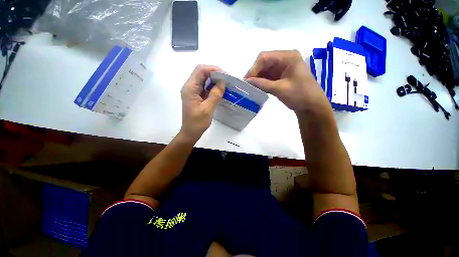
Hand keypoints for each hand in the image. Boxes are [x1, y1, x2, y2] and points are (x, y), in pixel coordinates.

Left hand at [180, 65, 224, 140]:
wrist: (191, 132)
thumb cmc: (197, 122)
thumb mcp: (208, 109)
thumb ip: (215, 94)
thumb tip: (222, 82)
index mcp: (190, 88)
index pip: (200, 70)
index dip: (213, 69)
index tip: (225, 75)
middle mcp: (190, 87)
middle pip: (202, 73)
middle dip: (214, 73)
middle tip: (226, 79)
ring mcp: (193, 91)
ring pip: (204, 79)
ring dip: (214, 80)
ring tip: (225, 84)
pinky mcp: (196, 96)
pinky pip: (205, 87)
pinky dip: (212, 86)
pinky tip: (220, 90)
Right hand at [245, 50, 330, 113]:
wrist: (311, 106)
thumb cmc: (300, 95)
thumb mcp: (280, 89)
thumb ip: (262, 84)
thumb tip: (246, 81)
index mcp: (288, 57)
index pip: (265, 57)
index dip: (253, 68)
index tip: (246, 81)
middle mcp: (285, 59)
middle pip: (264, 63)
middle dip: (255, 73)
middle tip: (247, 85)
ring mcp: (283, 67)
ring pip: (265, 70)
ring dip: (257, 78)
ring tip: (250, 87)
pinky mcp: (281, 76)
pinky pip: (268, 76)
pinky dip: (262, 82)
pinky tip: (257, 88)